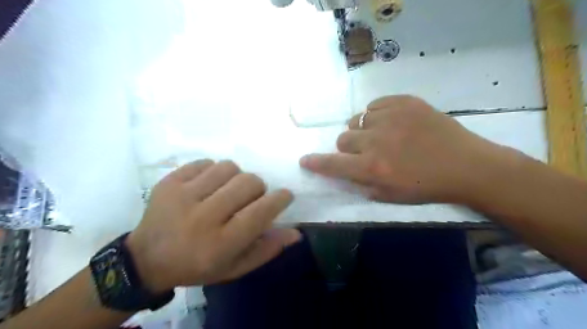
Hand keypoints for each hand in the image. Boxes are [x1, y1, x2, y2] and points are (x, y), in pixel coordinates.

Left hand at [127, 161, 302, 291]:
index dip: (279, 199)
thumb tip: (296, 232)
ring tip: (228, 190)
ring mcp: (183, 195)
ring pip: (229, 167)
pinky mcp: (169, 181)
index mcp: (220, 243)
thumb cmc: (197, 266)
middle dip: (258, 187)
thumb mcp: (235, 267)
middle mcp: (203, 217)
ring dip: (237, 177)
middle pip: (248, 183)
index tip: (285, 195)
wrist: (146, 260)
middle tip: (251, 197)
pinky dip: (214, 171)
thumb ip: (267, 249)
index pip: (261, 212)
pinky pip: (206, 162)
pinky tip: (208, 185)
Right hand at [298, 93, 503, 202]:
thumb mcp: (390, 196)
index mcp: (372, 168)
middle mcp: (376, 141)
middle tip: (364, 151)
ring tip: (381, 135)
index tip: (305, 160)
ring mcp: (390, 117)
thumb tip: (346, 170)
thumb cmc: (427, 187)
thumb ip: (362, 183)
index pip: (333, 164)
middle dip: (348, 147)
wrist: (466, 165)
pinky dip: (377, 115)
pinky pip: (375, 105)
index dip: (316, 163)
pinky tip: (392, 123)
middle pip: (343, 138)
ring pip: (357, 120)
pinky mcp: (405, 102)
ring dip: (363, 130)